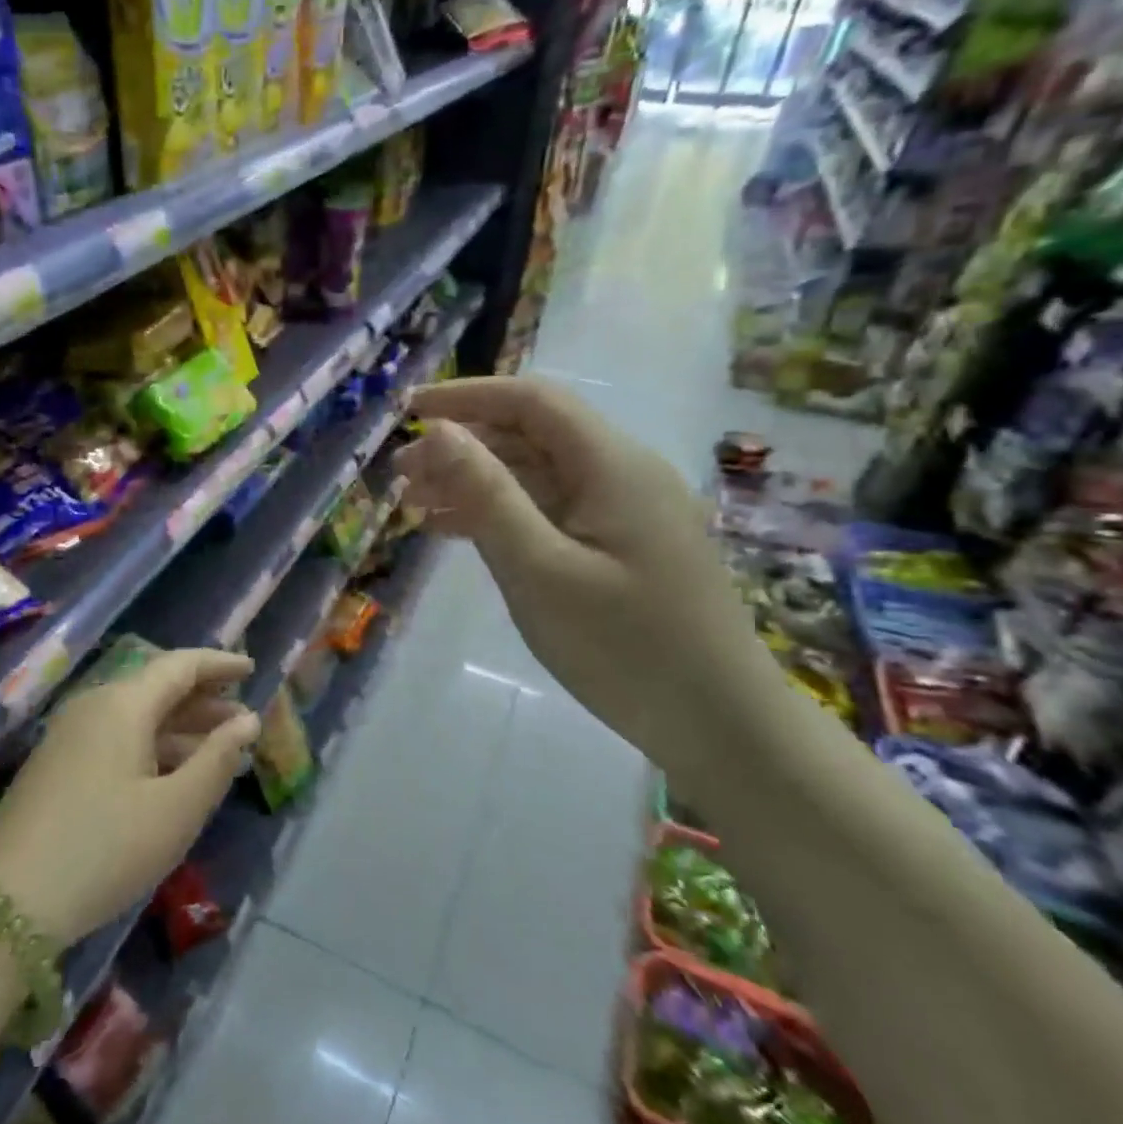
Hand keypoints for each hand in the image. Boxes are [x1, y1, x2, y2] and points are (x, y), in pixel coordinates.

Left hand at [0, 649, 260, 945]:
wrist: (4, 907)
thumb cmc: (104, 850)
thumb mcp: (175, 810)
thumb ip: (217, 759)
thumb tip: (247, 720)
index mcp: (122, 704)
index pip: (180, 665)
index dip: (219, 664)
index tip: (253, 669)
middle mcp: (93, 707)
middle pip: (157, 689)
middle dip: (204, 701)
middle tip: (244, 721)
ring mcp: (70, 736)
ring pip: (137, 717)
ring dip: (181, 728)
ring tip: (220, 750)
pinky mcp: (57, 766)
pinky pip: (117, 739)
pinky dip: (153, 747)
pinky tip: (174, 775)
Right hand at [394, 378, 763, 768]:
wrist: (721, 726)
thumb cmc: (625, 647)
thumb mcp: (540, 571)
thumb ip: (487, 495)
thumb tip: (439, 430)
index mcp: (611, 464)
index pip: (531, 401)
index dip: (466, 396)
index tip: (408, 410)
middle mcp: (621, 474)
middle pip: (531, 436)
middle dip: (463, 446)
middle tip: (401, 476)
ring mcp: (624, 512)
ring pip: (537, 476)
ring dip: (477, 482)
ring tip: (416, 505)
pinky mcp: (620, 547)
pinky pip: (552, 512)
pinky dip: (503, 515)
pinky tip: (460, 533)